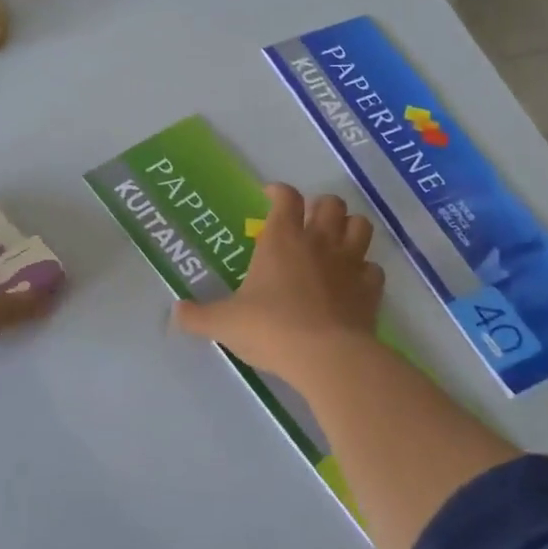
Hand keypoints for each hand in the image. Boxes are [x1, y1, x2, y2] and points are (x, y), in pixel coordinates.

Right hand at [172, 184, 382, 382]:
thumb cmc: (270, 328)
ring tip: (336, 242)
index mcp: (282, 239)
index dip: (279, 192)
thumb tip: (174, 313)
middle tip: (306, 223)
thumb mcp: (225, 323)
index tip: (270, 196)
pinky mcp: (370, 289)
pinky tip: (353, 282)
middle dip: (320, 207)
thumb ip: (198, 316)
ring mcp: (350, 264)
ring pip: (360, 226)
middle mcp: (319, 242)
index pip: (286, 198)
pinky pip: (373, 268)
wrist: (326, 356)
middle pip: (330, 203)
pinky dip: (364, 270)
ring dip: (349, 228)